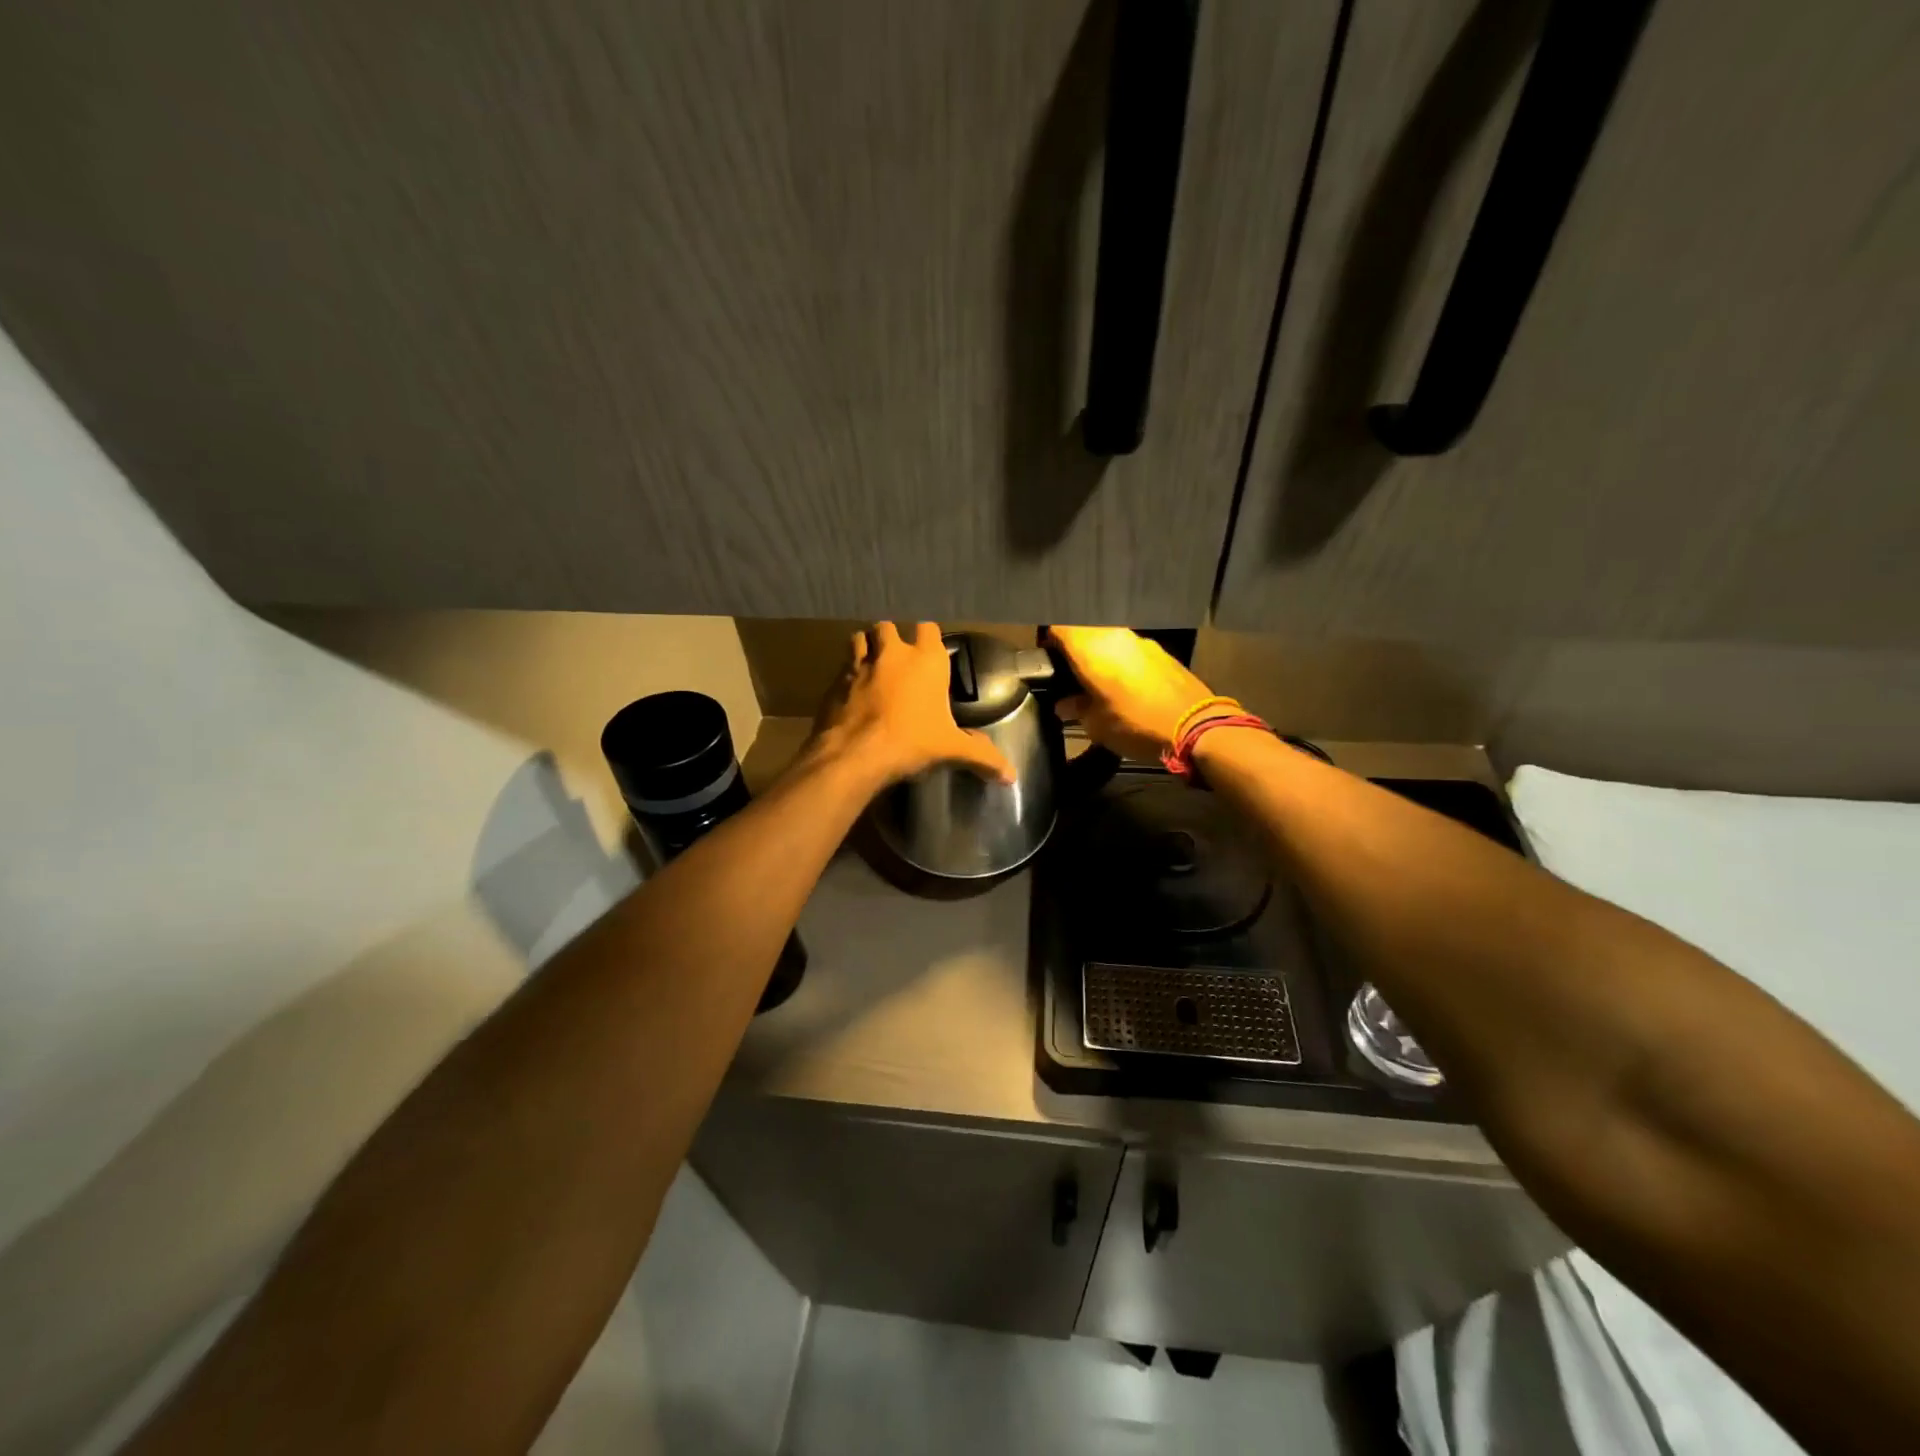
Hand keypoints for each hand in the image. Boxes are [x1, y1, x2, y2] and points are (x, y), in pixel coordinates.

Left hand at [810, 623, 1014, 787]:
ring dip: (866, 648)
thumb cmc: (911, 742)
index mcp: (926, 660)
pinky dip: (847, 673)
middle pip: (888, 627)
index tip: (930, 654)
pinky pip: (842, 667)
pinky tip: (852, 692)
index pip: (928, 628)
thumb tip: (1011, 777)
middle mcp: (892, 653)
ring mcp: (860, 664)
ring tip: (872, 668)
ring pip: (860, 638)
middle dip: (891, 639)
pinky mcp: (835, 681)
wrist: (855, 754)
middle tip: (898, 662)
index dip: (928, 638)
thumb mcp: (952, 750)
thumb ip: (982, 757)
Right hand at [1046, 626, 1223, 759]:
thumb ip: (1076, 708)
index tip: (1045, 661)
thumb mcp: (1096, 725)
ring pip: (1108, 640)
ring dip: (1099, 656)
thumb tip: (1064, 704)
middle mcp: (1114, 635)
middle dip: (1073, 651)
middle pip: (1083, 632)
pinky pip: (1129, 650)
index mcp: (1091, 648)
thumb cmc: (1136, 724)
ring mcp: (1140, 641)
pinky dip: (1120, 663)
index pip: (1057, 627)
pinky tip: (1123, 686)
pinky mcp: (1161, 652)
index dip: (1047, 641)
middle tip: (1068, 676)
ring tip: (1095, 683)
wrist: (1196, 728)